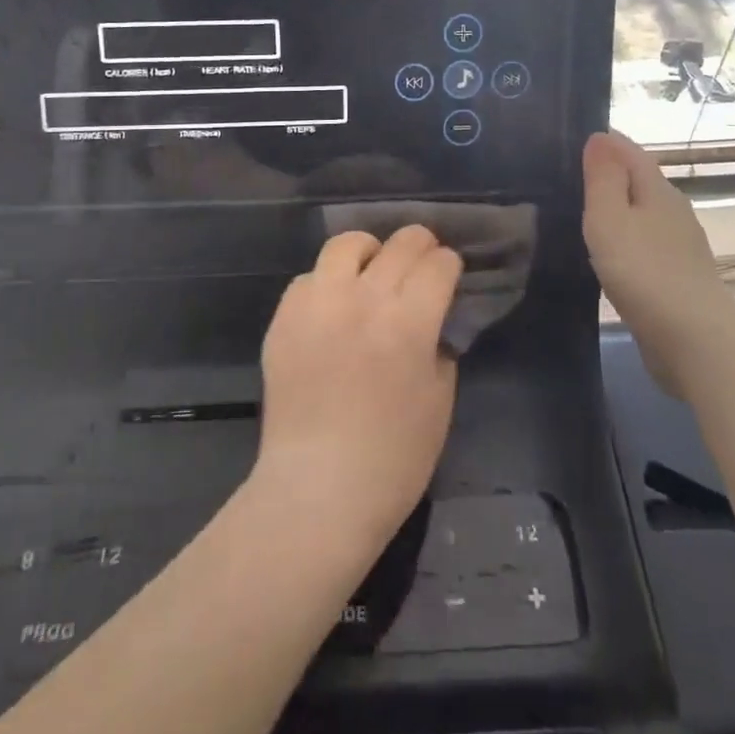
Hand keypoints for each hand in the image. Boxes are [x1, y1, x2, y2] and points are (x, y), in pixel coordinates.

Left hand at [253, 226, 461, 553]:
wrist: (318, 489)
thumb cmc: (393, 459)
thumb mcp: (440, 401)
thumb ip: (439, 347)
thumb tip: (431, 321)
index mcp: (409, 321)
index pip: (439, 264)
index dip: (449, 265)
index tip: (448, 274)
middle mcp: (363, 298)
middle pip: (400, 244)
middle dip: (420, 246)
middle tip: (421, 264)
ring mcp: (319, 303)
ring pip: (347, 244)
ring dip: (369, 252)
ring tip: (371, 272)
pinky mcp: (285, 317)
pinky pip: (309, 277)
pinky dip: (327, 283)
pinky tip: (332, 308)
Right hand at [583, 130, 723, 395]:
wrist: (695, 341)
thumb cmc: (644, 271)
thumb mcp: (609, 218)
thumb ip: (603, 177)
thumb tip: (599, 137)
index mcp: (657, 190)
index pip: (629, 151)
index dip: (603, 142)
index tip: (570, 141)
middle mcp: (673, 211)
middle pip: (639, 180)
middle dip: (608, 174)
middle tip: (567, 177)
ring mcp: (679, 246)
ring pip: (643, 214)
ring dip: (617, 210)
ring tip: (580, 214)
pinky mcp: (678, 277)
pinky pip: (645, 244)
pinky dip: (625, 240)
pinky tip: (607, 254)